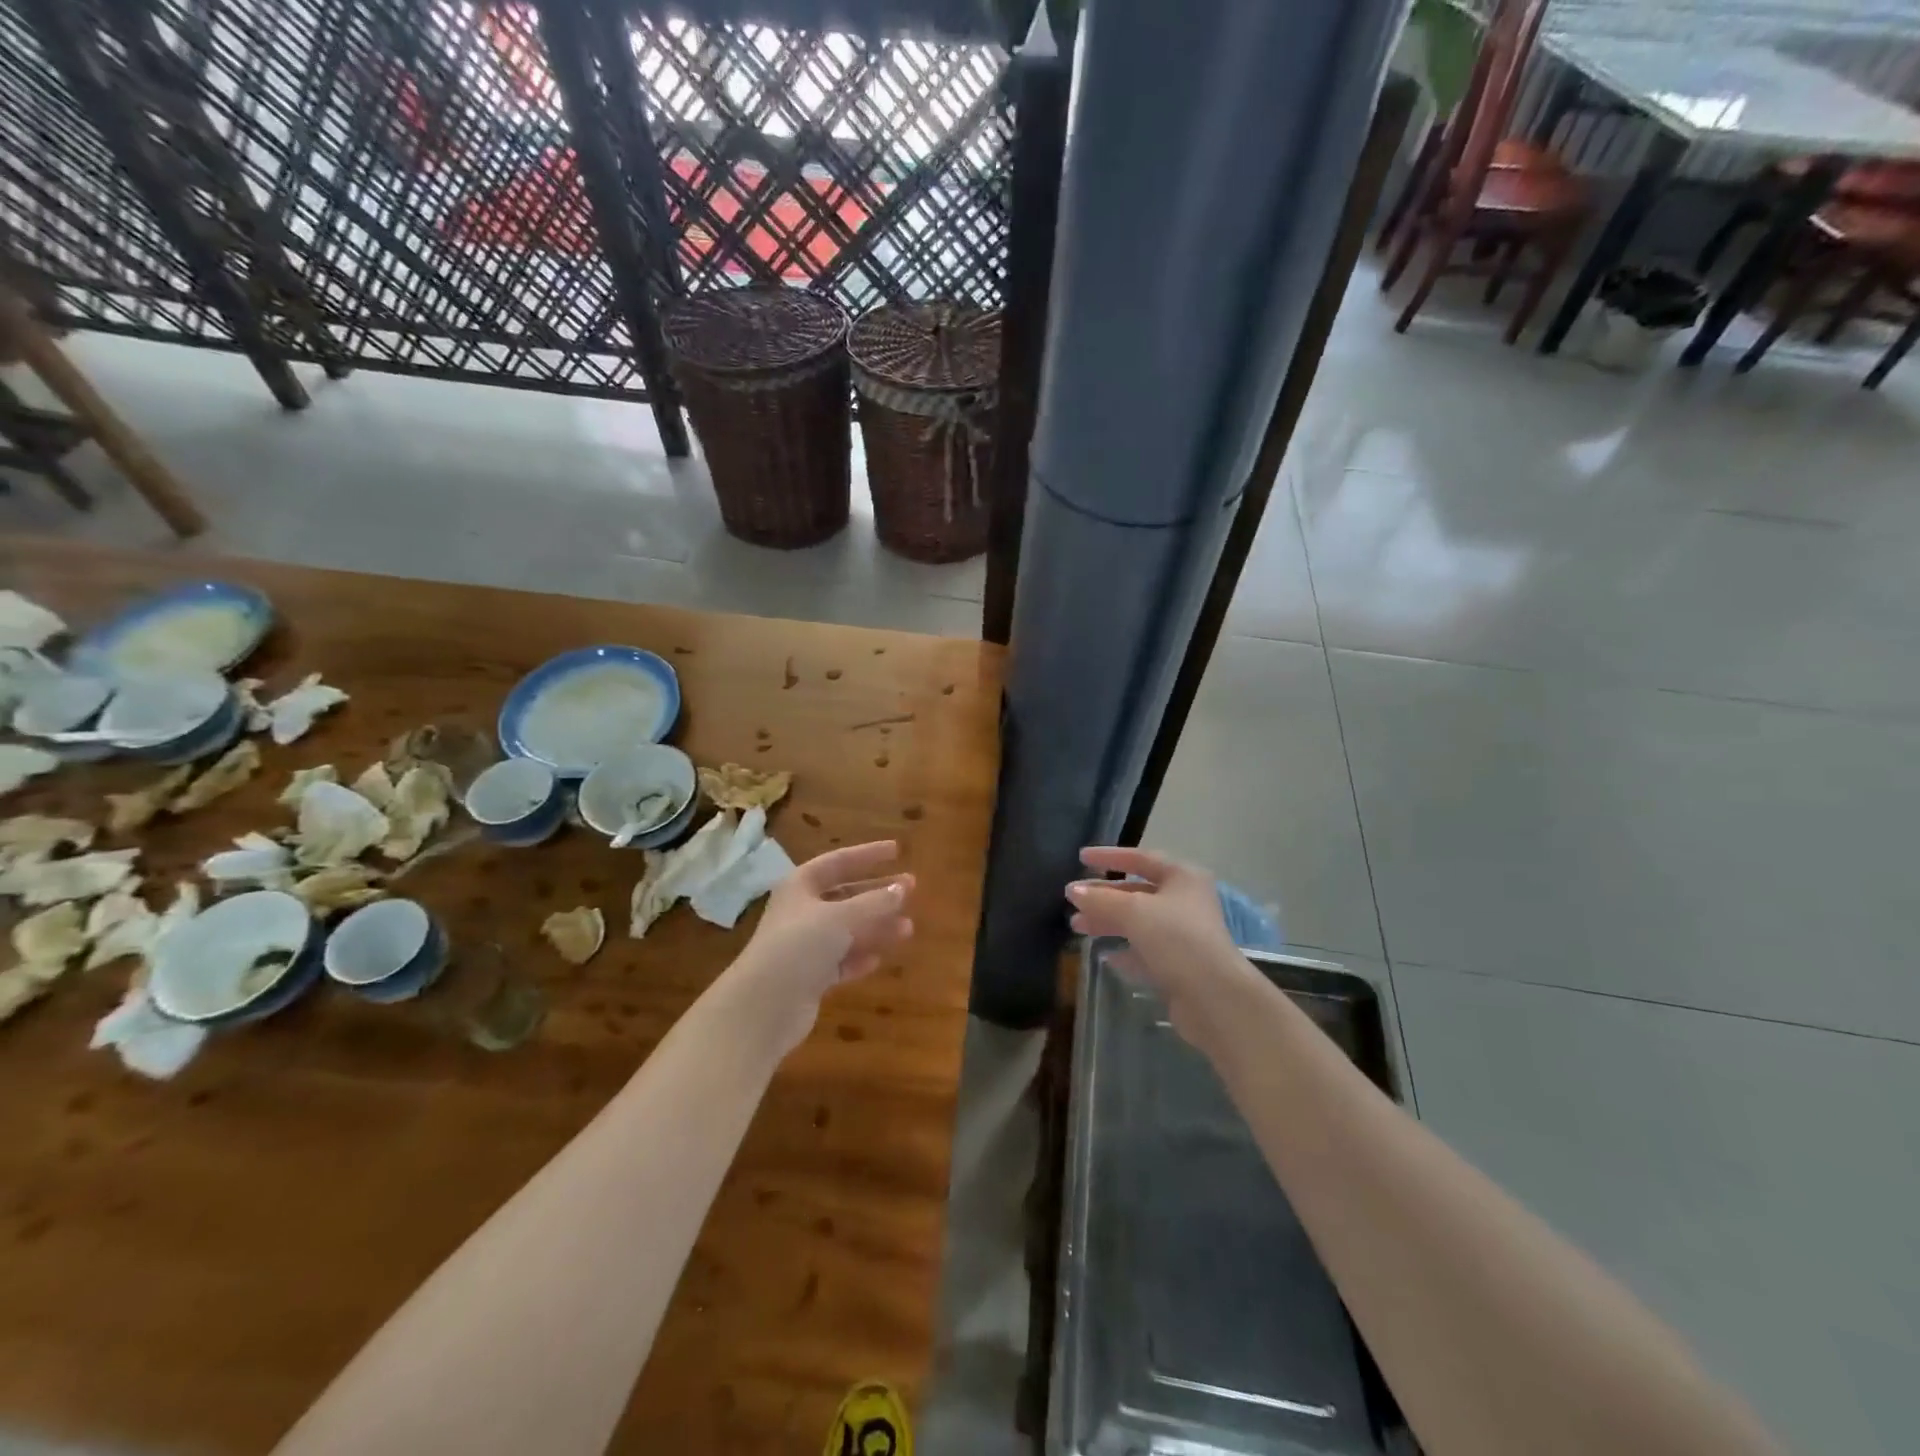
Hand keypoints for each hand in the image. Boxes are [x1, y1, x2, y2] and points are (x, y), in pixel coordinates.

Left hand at [726, 841, 914, 1056]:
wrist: (764, 1005)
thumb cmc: (799, 945)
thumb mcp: (841, 917)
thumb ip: (874, 902)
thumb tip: (902, 887)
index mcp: (801, 886)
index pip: (838, 862)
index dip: (867, 854)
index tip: (897, 850)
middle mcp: (802, 911)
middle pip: (846, 896)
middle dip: (878, 893)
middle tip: (911, 888)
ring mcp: (804, 945)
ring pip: (847, 930)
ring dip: (876, 927)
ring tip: (908, 929)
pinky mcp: (809, 977)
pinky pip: (841, 961)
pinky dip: (859, 957)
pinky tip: (878, 959)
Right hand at [1065, 847, 1251, 1045]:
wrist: (1213, 996)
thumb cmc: (1176, 939)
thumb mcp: (1134, 912)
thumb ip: (1100, 899)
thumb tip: (1072, 890)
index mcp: (1182, 877)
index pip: (1140, 858)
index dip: (1109, 856)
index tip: (1081, 858)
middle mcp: (1185, 901)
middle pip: (1137, 892)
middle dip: (1103, 895)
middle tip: (1072, 899)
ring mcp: (1183, 934)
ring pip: (1138, 921)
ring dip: (1108, 921)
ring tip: (1077, 926)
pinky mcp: (1179, 964)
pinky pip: (1145, 949)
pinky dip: (1124, 949)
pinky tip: (1104, 954)